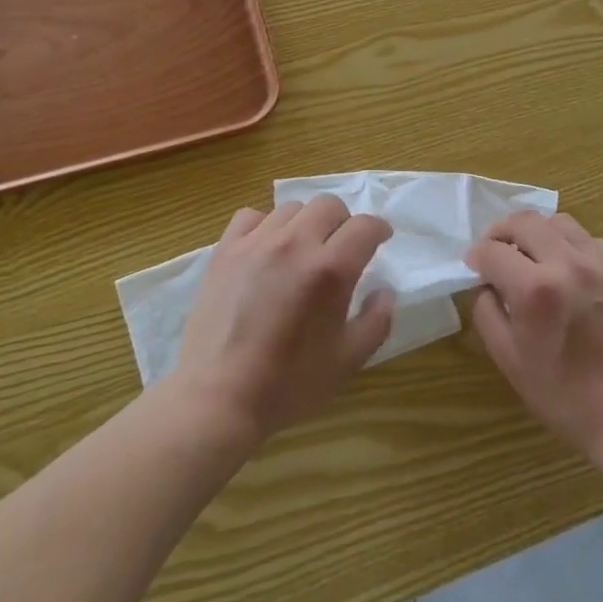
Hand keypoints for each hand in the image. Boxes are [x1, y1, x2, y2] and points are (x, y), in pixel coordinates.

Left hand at [175, 196, 394, 443]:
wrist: (219, 396)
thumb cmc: (289, 383)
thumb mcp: (349, 360)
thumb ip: (376, 320)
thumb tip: (384, 291)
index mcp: (330, 269)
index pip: (364, 226)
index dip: (379, 230)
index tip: (380, 240)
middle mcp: (295, 244)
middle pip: (328, 205)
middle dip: (344, 221)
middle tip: (342, 247)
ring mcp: (256, 243)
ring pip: (292, 208)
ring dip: (306, 224)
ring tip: (303, 250)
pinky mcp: (226, 249)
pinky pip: (252, 216)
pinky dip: (266, 225)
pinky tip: (266, 249)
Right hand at [466, 211, 602, 468]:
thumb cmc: (565, 397)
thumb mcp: (509, 360)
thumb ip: (487, 312)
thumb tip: (485, 283)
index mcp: (536, 289)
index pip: (492, 252)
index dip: (476, 256)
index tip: (473, 266)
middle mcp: (569, 264)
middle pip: (525, 221)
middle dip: (501, 232)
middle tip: (495, 251)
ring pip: (559, 223)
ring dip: (537, 233)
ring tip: (532, 256)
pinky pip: (591, 241)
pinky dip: (571, 246)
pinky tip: (569, 272)